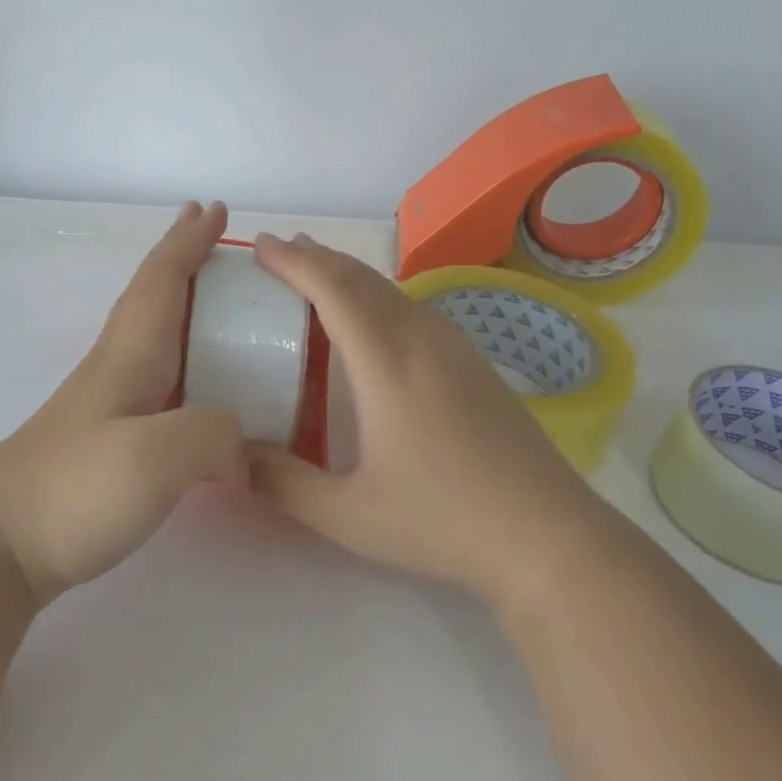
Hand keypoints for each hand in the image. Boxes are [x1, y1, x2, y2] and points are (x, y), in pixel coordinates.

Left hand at [0, 202, 245, 605]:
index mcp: (129, 356)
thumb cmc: (71, 490)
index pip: (161, 280)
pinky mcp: (108, 443)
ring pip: (157, 339)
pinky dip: (188, 364)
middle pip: (154, 299)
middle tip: (218, 241)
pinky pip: (162, 384)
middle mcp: (118, 370)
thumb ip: (214, 434)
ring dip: (187, 310)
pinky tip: (202, 390)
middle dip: (184, 262)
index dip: (188, 241)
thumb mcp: (156, 458)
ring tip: (224, 308)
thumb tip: (240, 444)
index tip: (214, 208)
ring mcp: (108, 407)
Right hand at [247, 233, 605, 605]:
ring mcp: (457, 348)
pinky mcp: (477, 365)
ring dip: (351, 276)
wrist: (547, 534)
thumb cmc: (442, 520)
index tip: (262, 246)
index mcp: (386, 361)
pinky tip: (376, 323)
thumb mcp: (348, 514)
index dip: (294, 261)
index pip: (332, 288)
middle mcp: (422, 338)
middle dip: (319, 258)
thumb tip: (233, 456)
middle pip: (363, 278)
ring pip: (393, 290)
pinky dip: (380, 297)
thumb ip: (283, 484)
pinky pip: (415, 309)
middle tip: (282, 251)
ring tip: (320, 276)